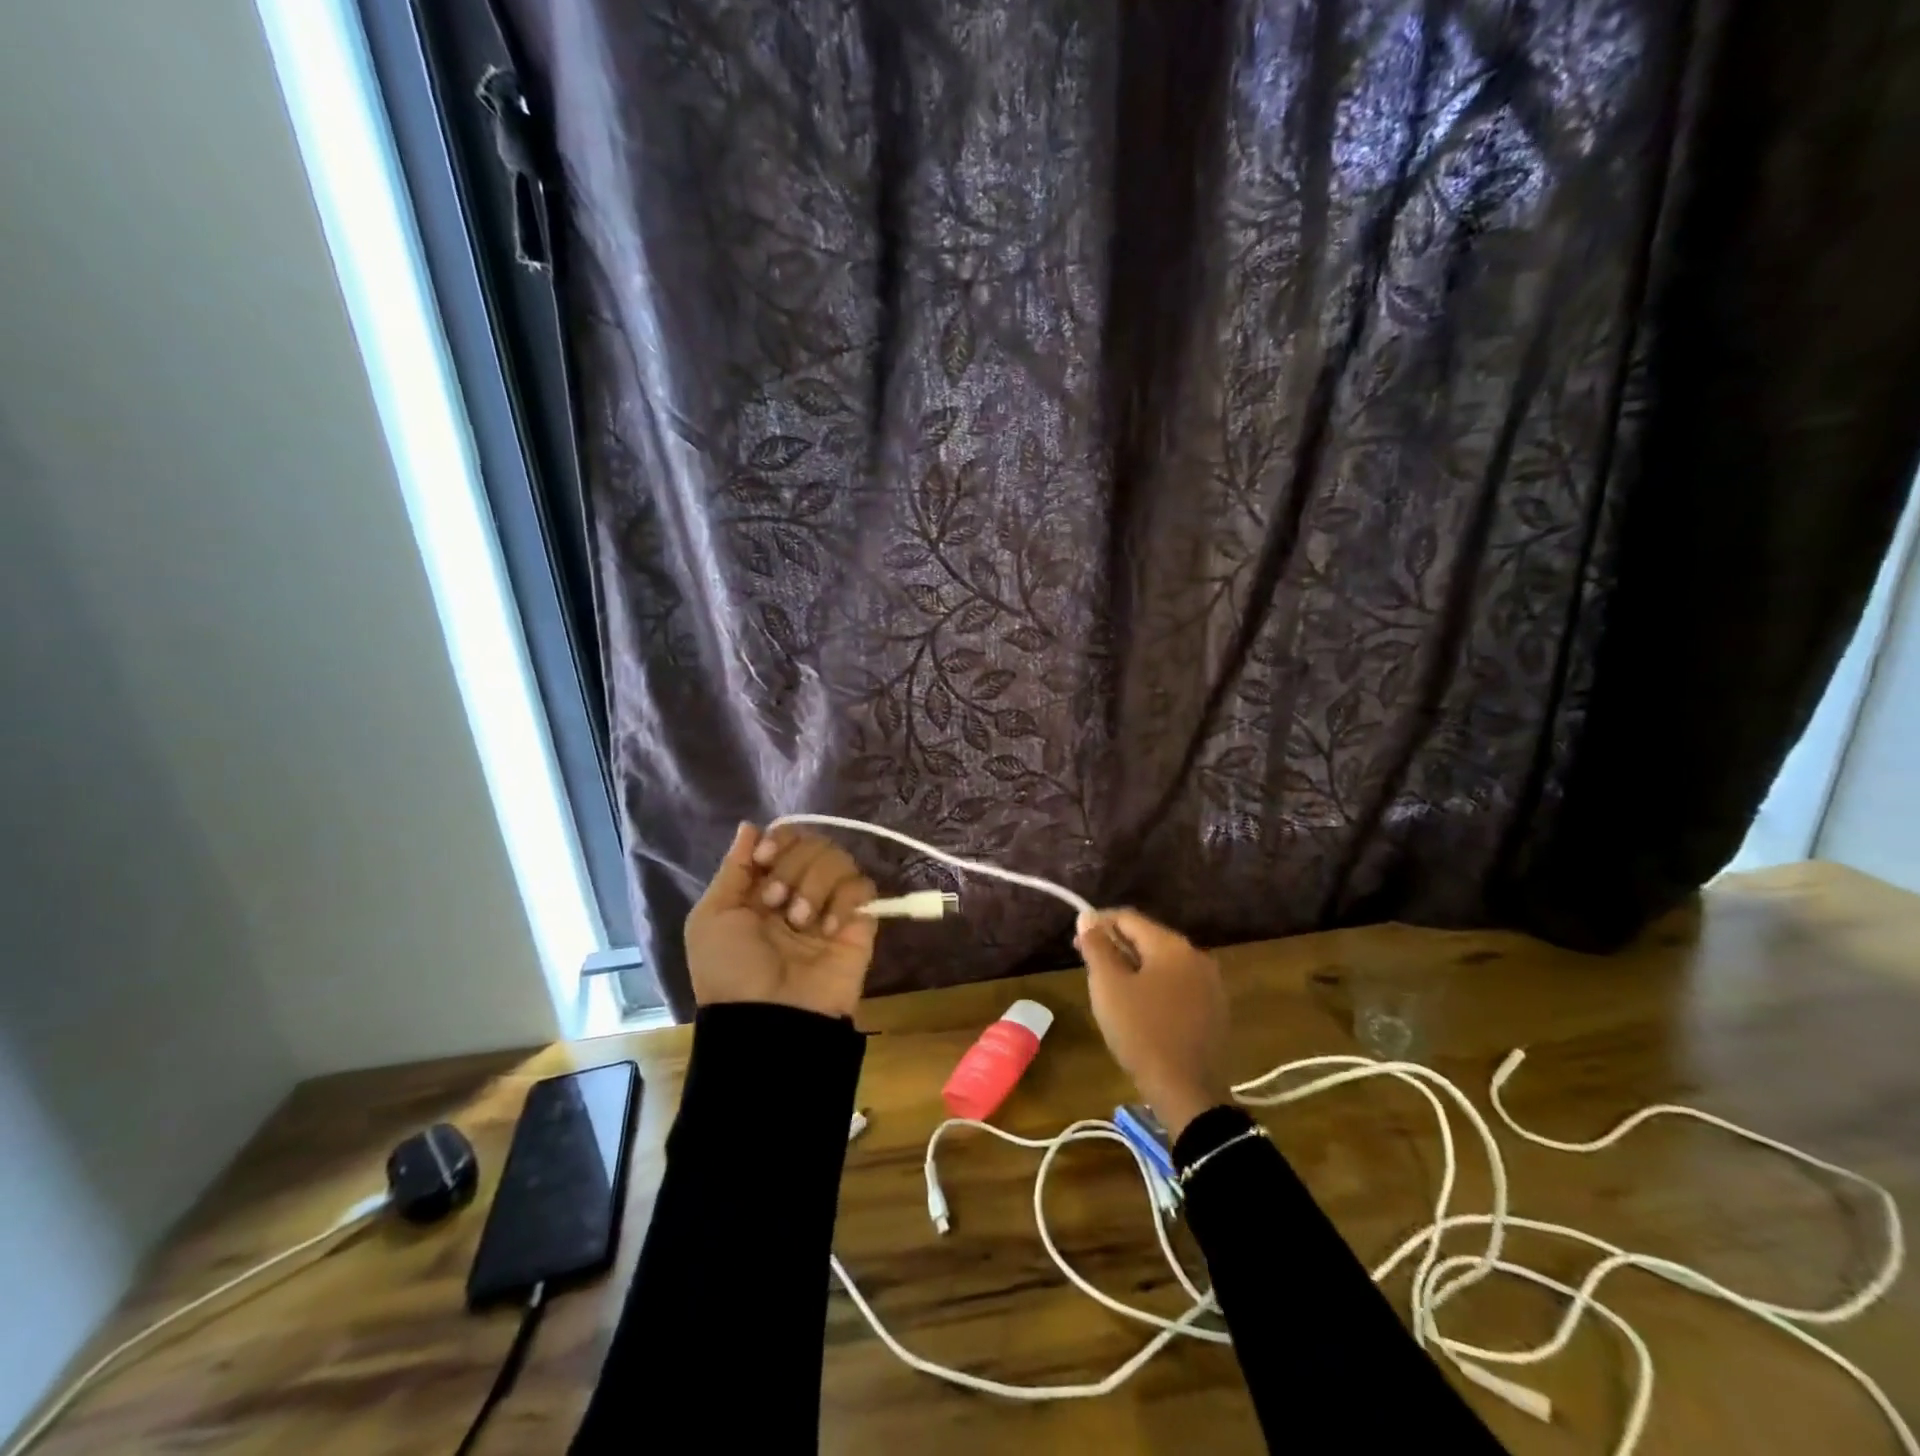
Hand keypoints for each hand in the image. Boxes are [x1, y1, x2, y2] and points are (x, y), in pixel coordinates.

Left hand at [684, 823, 878, 1018]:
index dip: (778, 840)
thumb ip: (733, 869)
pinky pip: (863, 888)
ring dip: (815, 884)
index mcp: (763, 887)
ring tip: (800, 921)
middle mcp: (799, 890)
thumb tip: (750, 826)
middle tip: (777, 903)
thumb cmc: (731, 971)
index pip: (784, 838)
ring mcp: (831, 906)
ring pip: (838, 858)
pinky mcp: (860, 924)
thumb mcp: (711, 918)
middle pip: (812, 842)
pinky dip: (845, 900)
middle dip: (792, 866)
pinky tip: (829, 928)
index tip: (764, 858)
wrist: (769, 1019)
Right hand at [1076, 908, 1228, 1138]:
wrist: (1187, 1092)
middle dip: (1116, 947)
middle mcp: (1196, 955)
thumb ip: (1097, 946)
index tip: (1076, 942)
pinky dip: (1154, 986)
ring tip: (1111, 989)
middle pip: (1147, 938)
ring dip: (1134, 967)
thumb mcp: (1109, 986)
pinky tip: (1139, 1008)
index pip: (1128, 918)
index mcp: (1172, 945)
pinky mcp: (1214, 1010)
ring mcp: (1210, 984)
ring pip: (1162, 963)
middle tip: (1089, 966)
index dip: (1098, 924)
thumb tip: (1087, 917)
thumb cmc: (1141, 1032)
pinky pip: (1177, 985)